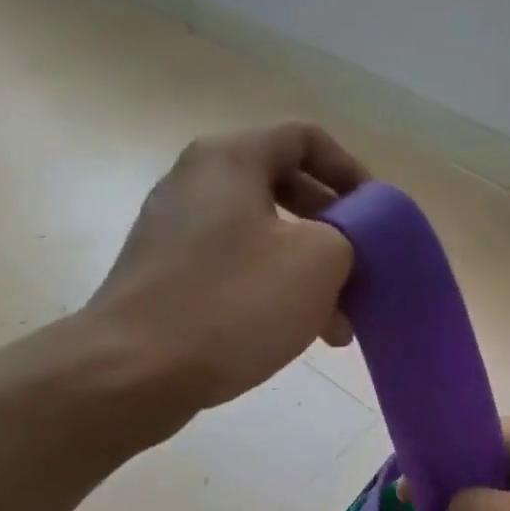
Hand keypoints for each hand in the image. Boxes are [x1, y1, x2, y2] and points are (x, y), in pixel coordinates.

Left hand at [88, 123, 367, 411]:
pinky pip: (236, 269)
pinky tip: (299, 334)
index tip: (376, 219)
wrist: (133, 371)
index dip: (352, 173)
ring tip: (340, 324)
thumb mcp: (317, 261)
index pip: (307, 139)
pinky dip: (273, 292)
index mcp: (231, 159)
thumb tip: (344, 241)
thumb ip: (351, 234)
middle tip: (363, 273)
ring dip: (309, 273)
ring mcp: (176, 231)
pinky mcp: (166, 276)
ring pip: (264, 238)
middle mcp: (198, 183)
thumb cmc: (232, 304)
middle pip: (287, 190)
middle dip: (335, 234)